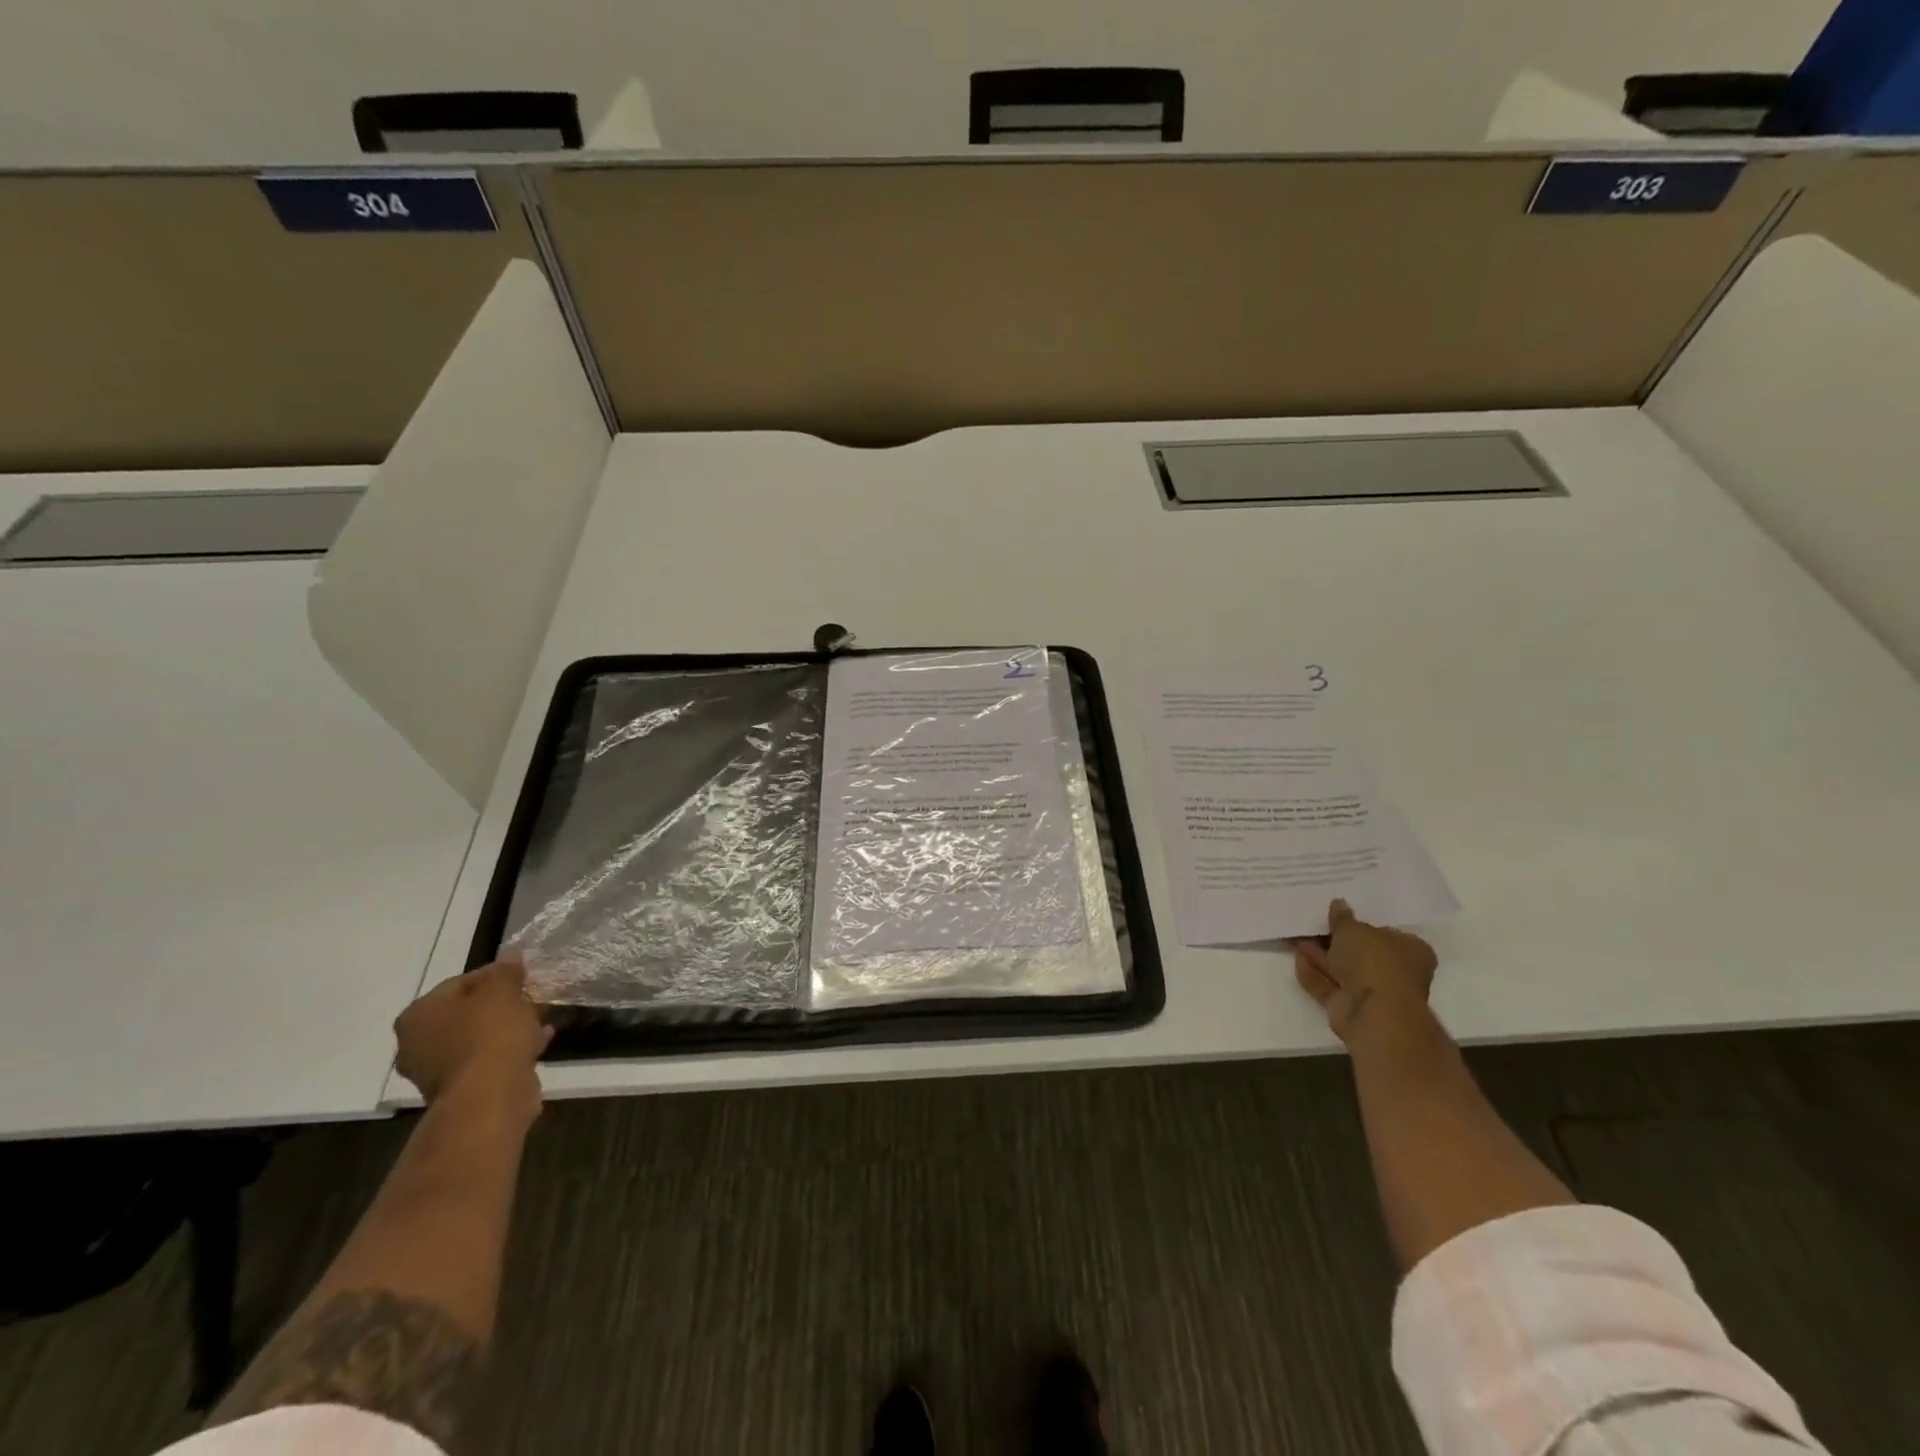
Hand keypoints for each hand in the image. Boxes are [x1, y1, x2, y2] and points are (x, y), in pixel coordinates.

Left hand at [394, 956, 552, 1119]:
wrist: (490, 1096)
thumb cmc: (490, 1034)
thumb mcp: (502, 991)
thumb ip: (506, 971)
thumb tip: (511, 954)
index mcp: (418, 1015)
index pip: (460, 982)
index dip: (496, 974)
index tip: (524, 974)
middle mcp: (418, 1043)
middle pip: (467, 1012)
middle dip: (501, 1003)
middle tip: (532, 995)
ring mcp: (438, 1071)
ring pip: (479, 1037)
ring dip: (509, 1026)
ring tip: (541, 1017)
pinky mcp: (462, 1090)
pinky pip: (490, 1059)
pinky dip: (512, 1048)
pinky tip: (541, 1039)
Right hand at [1293, 898, 1437, 1044]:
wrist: (1374, 1012)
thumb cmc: (1374, 961)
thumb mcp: (1354, 929)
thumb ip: (1343, 918)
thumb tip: (1338, 905)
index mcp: (1410, 950)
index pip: (1385, 933)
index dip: (1360, 924)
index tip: (1337, 915)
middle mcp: (1395, 972)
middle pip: (1360, 952)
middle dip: (1334, 940)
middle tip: (1311, 925)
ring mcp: (1373, 992)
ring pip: (1342, 970)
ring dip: (1320, 955)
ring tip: (1296, 938)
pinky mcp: (1351, 1008)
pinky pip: (1329, 986)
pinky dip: (1314, 974)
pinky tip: (1296, 959)